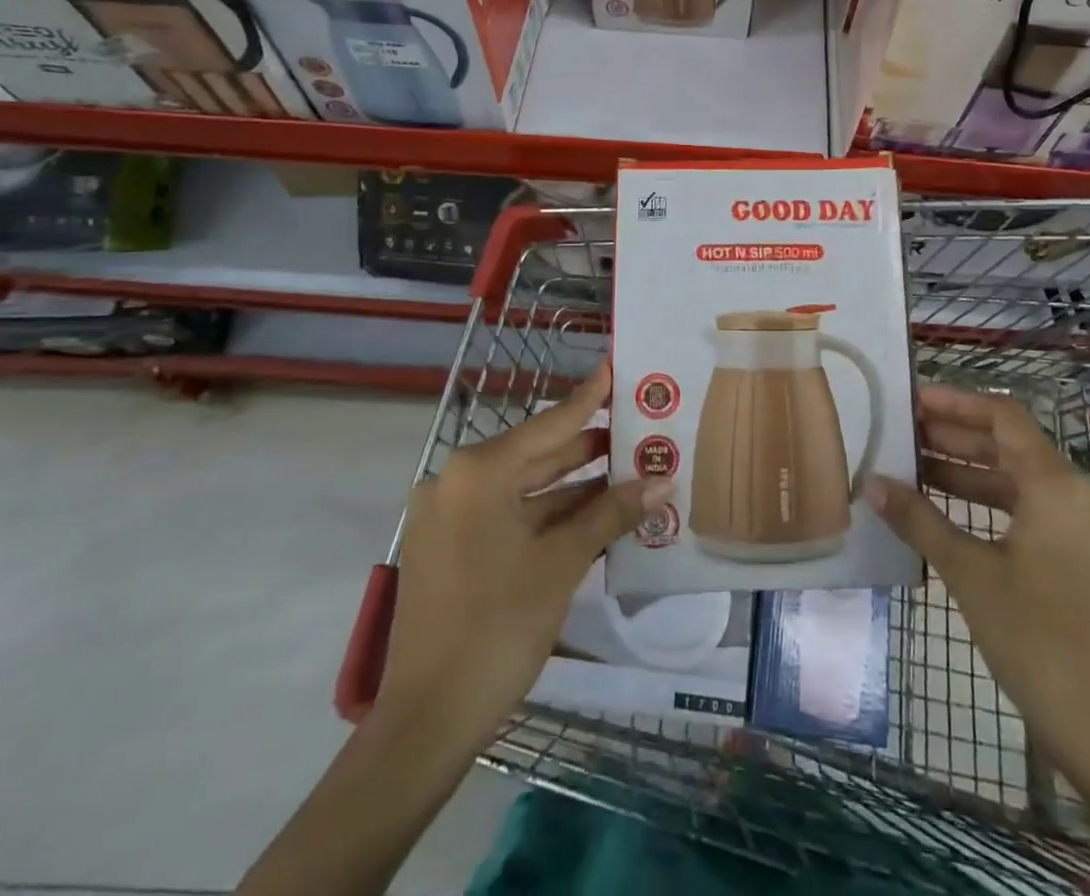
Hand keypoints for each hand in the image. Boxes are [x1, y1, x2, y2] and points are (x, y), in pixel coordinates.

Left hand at [377, 365, 673, 752]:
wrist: (427, 722)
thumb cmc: (498, 628)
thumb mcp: (562, 563)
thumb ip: (611, 512)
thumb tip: (662, 482)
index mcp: (478, 472)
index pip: (549, 423)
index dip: (589, 397)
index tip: (615, 366)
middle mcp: (457, 481)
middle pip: (537, 453)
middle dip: (589, 447)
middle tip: (637, 427)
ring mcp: (449, 515)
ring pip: (524, 487)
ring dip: (573, 485)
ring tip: (627, 469)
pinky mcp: (449, 546)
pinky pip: (507, 514)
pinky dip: (546, 513)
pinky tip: (591, 511)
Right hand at [865, 383, 1089, 893]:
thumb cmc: (1037, 639)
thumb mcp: (969, 573)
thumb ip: (919, 520)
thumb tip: (871, 482)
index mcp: (1056, 485)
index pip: (1003, 418)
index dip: (956, 403)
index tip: (911, 400)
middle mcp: (1075, 496)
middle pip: (1010, 445)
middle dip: (955, 436)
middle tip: (903, 432)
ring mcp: (1082, 531)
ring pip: (1018, 481)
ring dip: (968, 471)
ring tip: (914, 468)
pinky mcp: (1080, 561)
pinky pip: (1028, 512)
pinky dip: (988, 504)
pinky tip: (948, 513)